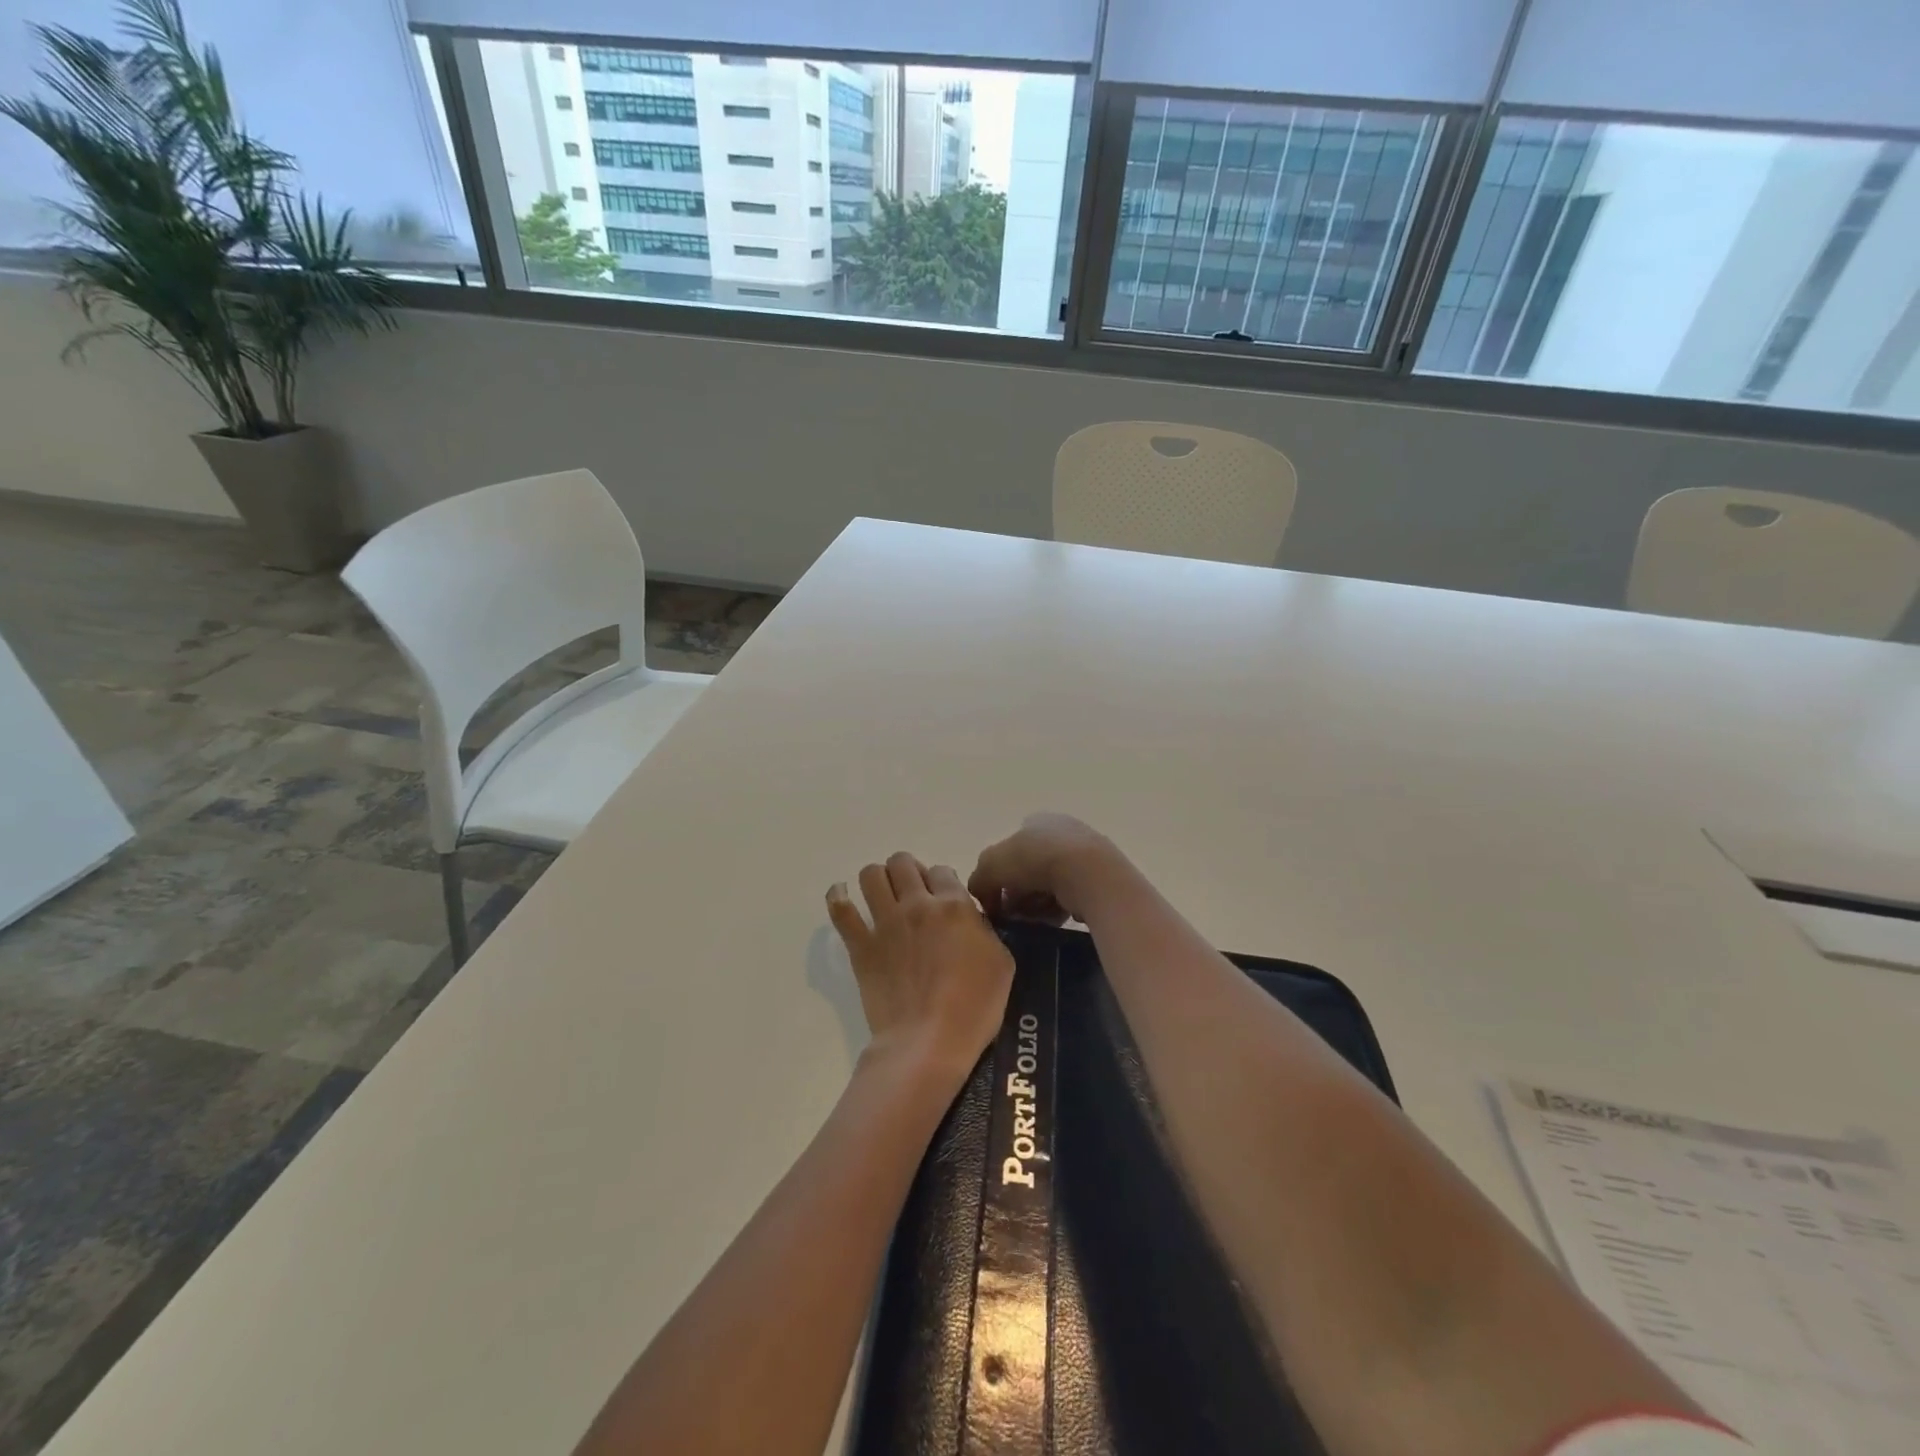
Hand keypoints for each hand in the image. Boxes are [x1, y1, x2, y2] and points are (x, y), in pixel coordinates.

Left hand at [827, 852, 1013, 1084]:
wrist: (929, 1042)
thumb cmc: (974, 1008)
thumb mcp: (1001, 963)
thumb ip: (983, 930)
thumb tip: (969, 920)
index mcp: (954, 906)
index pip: (943, 870)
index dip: (943, 882)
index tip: (943, 900)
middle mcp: (917, 904)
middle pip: (903, 863)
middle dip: (908, 871)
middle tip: (912, 894)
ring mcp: (885, 923)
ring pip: (871, 875)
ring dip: (877, 879)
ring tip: (882, 896)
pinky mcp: (861, 946)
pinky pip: (840, 909)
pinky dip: (838, 897)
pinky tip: (841, 896)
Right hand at [968, 813, 1122, 924]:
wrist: (1088, 873)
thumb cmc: (1034, 860)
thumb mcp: (990, 865)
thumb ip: (979, 879)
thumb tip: (981, 895)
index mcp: (1036, 821)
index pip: (1009, 849)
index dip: (999, 875)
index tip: (996, 899)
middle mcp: (1060, 832)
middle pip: (1028, 870)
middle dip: (1017, 894)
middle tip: (1013, 915)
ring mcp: (1083, 855)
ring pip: (1048, 887)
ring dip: (1036, 905)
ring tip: (1034, 920)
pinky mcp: (1099, 878)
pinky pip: (1070, 898)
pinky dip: (1058, 910)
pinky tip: (1054, 919)